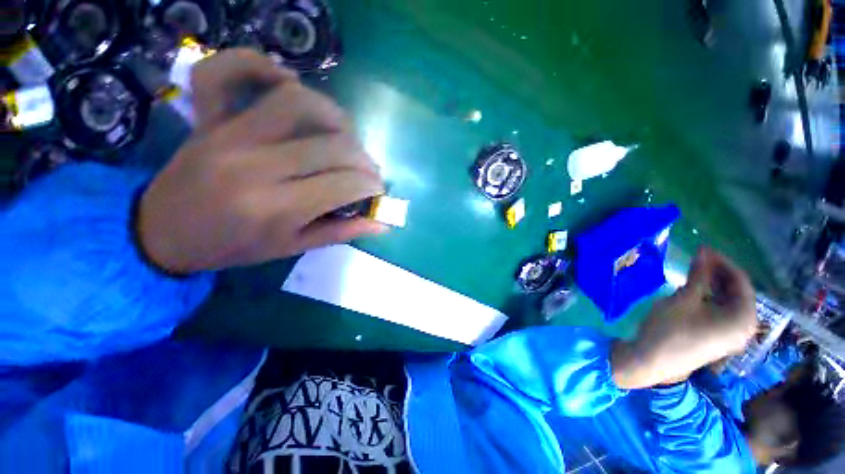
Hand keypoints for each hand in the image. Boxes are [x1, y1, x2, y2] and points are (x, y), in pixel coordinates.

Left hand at [138, 49, 385, 273]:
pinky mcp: (209, 116)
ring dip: (336, 118)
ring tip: (345, 138)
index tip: (379, 191)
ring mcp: (229, 133)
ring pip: (298, 103)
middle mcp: (255, 165)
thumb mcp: (292, 247)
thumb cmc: (233, 247)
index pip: (345, 184)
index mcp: (276, 208)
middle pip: (333, 145)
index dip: (372, 186)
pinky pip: (229, 71)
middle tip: (368, 172)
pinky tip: (287, 83)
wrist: (163, 232)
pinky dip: (261, 65)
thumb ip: (341, 233)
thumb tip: (382, 223)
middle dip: (364, 159)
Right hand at [612, 247, 757, 388]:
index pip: (741, 282)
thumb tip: (703, 252)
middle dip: (718, 274)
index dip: (723, 262)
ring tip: (695, 271)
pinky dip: (711, 299)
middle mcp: (745, 328)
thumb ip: (698, 275)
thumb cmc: (670, 328)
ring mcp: (732, 336)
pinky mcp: (719, 339)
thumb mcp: (684, 298)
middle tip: (698, 258)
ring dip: (713, 286)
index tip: (703, 249)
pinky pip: (721, 313)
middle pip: (737, 293)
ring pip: (728, 303)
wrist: (652, 360)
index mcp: (743, 318)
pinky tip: (695, 291)